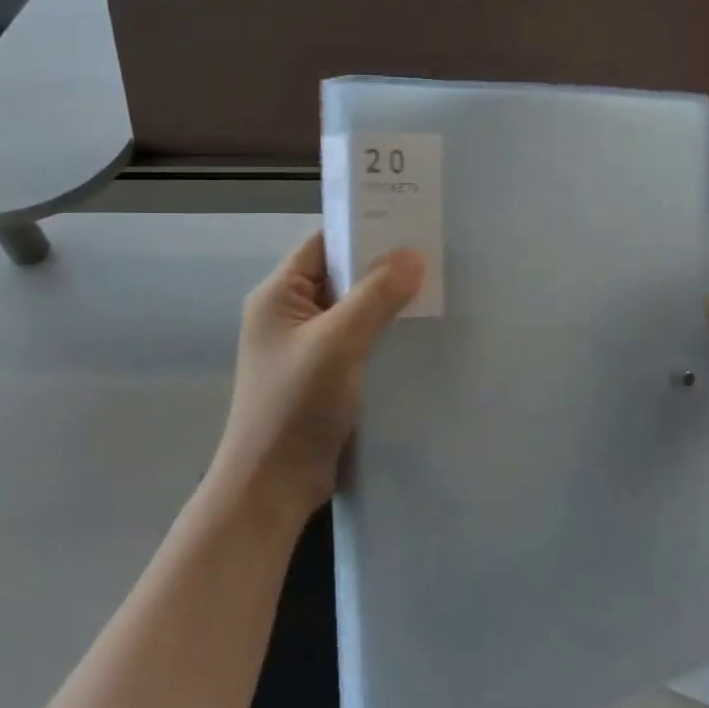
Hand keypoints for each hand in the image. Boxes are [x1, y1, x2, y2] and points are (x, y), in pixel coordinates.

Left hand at [211, 232, 423, 522]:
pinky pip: (359, 338)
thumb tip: (413, 254)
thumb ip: (375, 295)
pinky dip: (385, 331)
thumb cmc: (295, 406)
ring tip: (436, 288)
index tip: (411, 221)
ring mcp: (307, 346)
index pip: (324, 244)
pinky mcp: (324, 374)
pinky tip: (419, 330)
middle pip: (341, 275)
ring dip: (387, 301)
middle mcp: (290, 314)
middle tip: (434, 254)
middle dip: (383, 266)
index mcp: (279, 296)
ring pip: (354, 308)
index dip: (364, 230)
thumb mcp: (337, 343)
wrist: (272, 486)